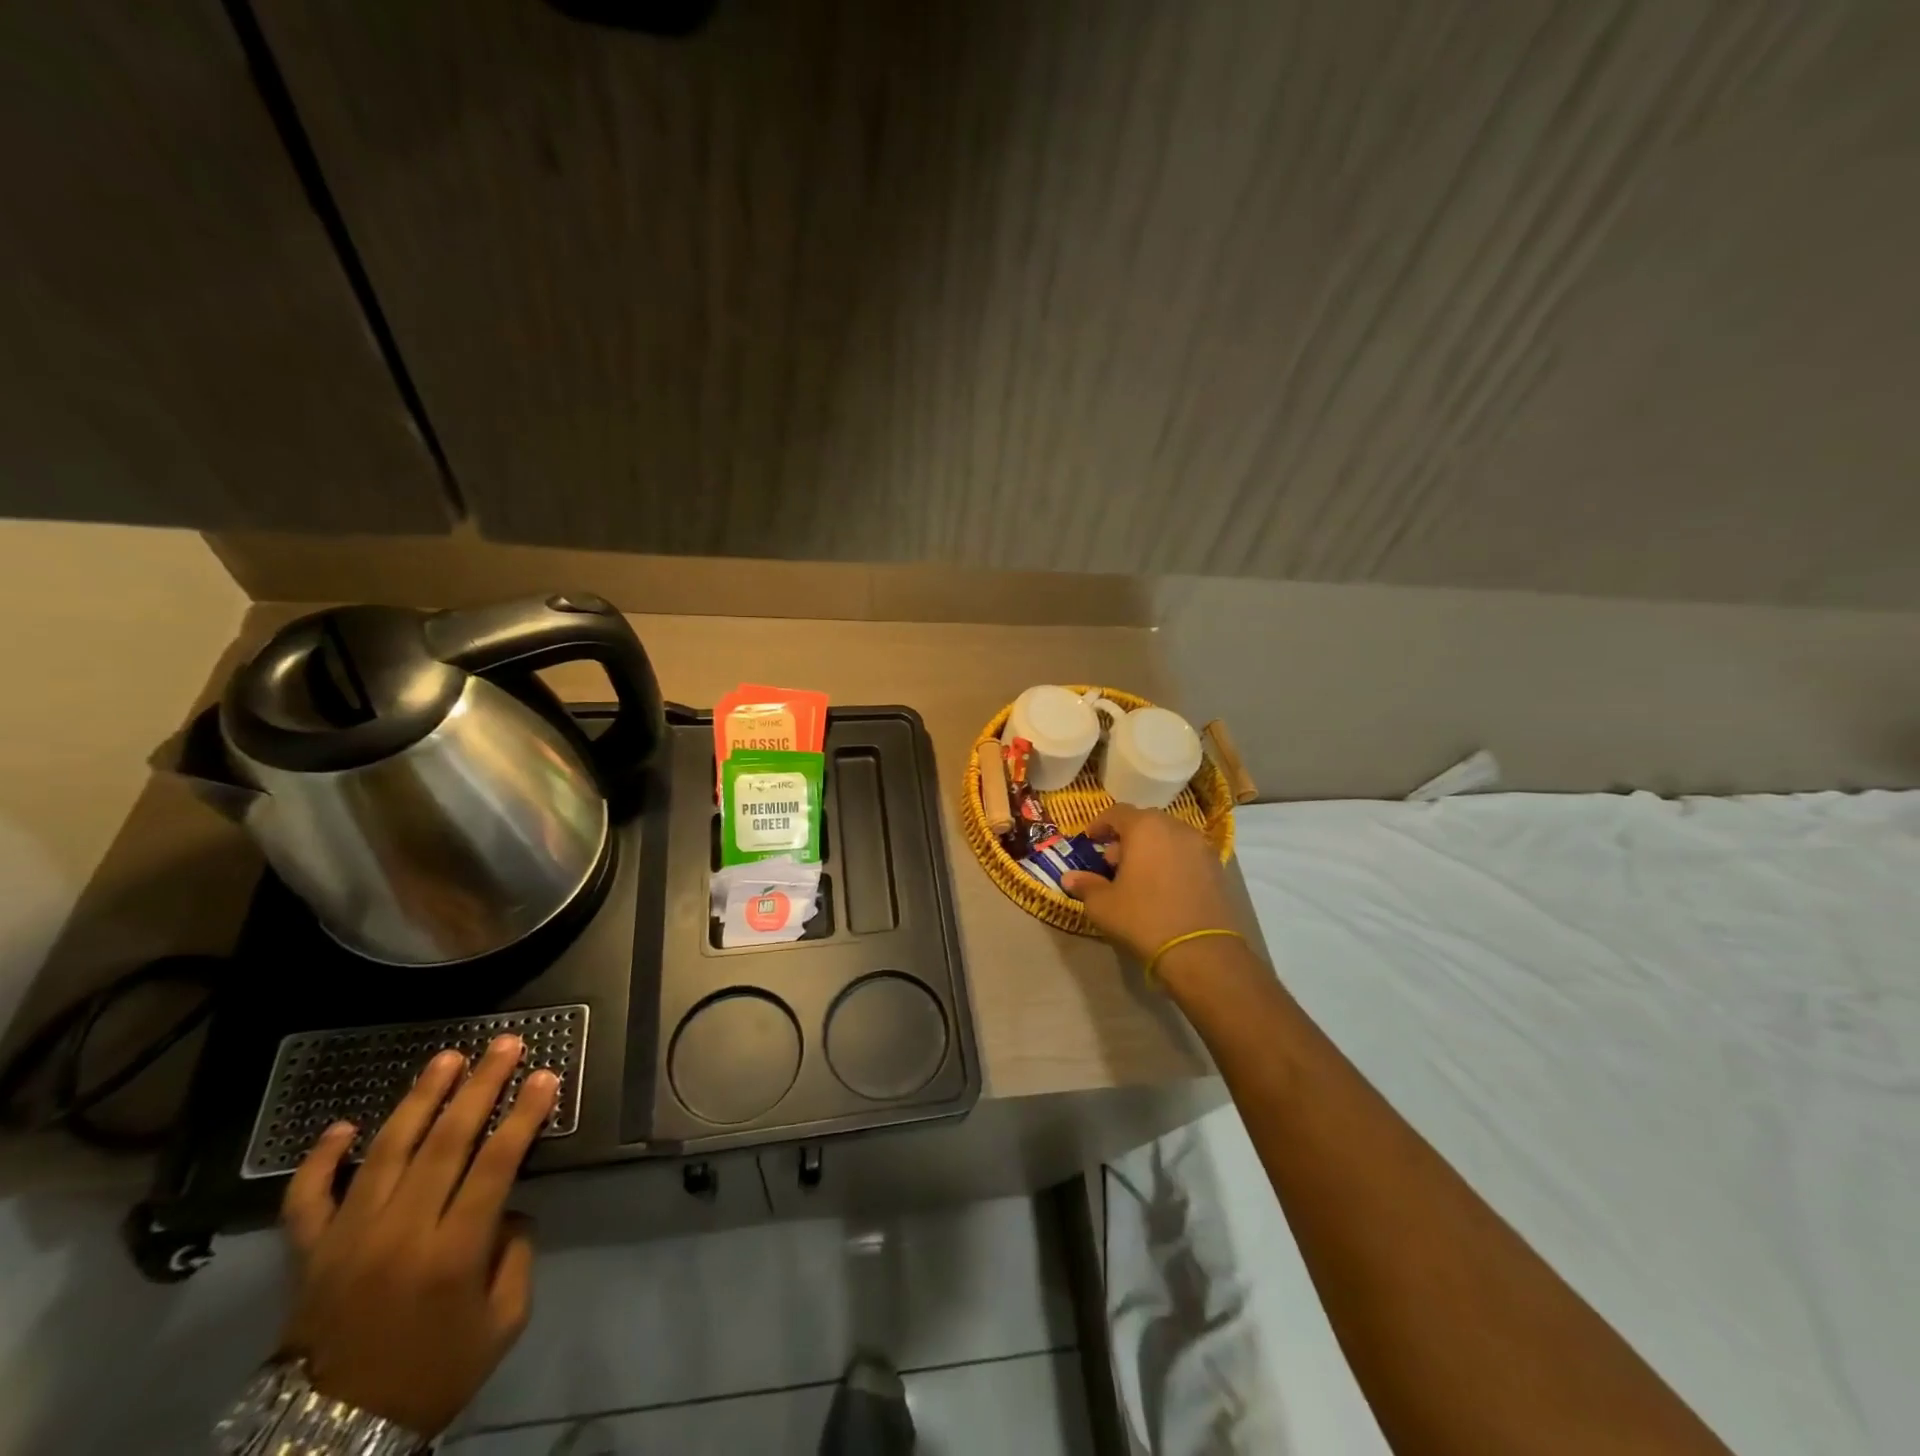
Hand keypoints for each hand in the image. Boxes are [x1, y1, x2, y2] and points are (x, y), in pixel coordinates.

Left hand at [279, 1034, 558, 1436]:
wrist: (331, 1438)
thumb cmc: (434, 1375)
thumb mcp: (503, 1322)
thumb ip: (516, 1255)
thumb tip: (507, 1207)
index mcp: (452, 1255)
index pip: (496, 1164)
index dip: (524, 1115)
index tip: (546, 1075)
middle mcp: (400, 1235)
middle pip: (445, 1143)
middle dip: (481, 1086)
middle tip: (506, 1045)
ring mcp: (347, 1241)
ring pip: (385, 1152)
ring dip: (419, 1099)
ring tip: (446, 1058)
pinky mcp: (308, 1255)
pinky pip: (307, 1200)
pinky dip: (320, 1160)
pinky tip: (344, 1125)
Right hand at [1061, 804, 1240, 962]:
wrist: (1201, 951)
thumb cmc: (1143, 918)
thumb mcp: (1103, 905)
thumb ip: (1085, 886)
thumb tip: (1069, 878)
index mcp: (1145, 827)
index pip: (1117, 812)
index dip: (1099, 824)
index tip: (1090, 841)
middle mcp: (1176, 827)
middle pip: (1145, 822)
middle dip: (1126, 838)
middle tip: (1113, 863)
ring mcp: (1201, 847)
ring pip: (1168, 838)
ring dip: (1151, 850)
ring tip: (1139, 878)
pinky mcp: (1218, 868)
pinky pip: (1186, 855)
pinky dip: (1171, 862)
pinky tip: (1164, 889)